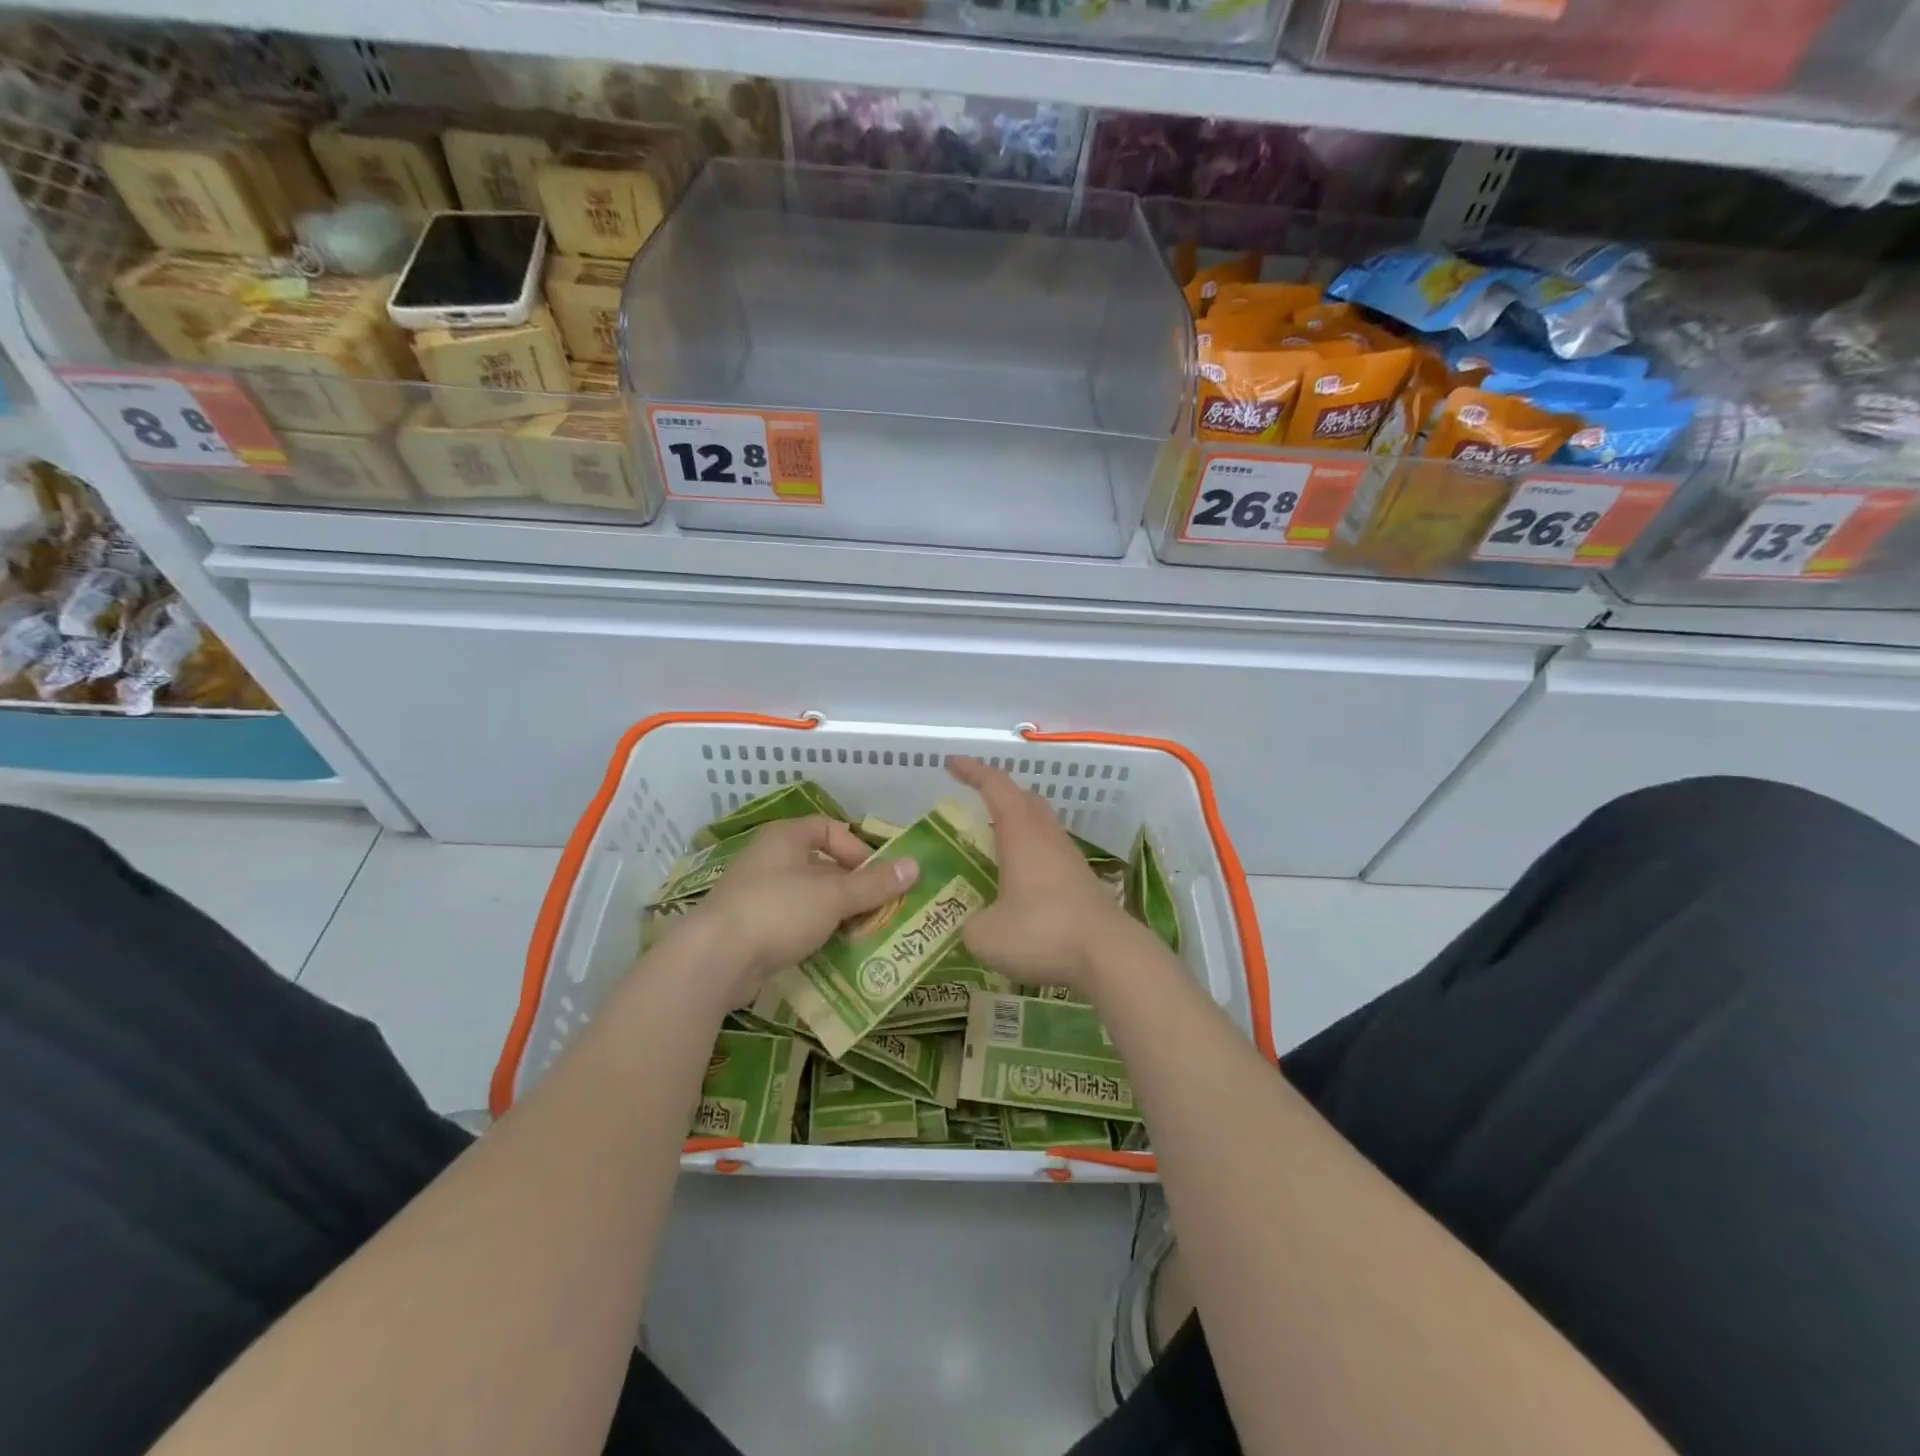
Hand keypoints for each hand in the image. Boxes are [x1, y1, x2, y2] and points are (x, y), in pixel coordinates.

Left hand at [666, 817, 918, 1011]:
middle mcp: (769, 860)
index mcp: (785, 839)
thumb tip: (915, 866)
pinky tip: (831, 953)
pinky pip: (791, 924)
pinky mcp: (750, 930)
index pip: (828, 828)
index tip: (876, 875)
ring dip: (835, 914)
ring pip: (808, 898)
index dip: (856, 848)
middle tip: (878, 910)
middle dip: (851, 887)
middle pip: (821, 866)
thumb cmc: (778, 911)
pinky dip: (813, 934)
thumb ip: (874, 884)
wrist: (715, 959)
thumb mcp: (834, 896)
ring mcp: (756, 895)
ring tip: (862, 934)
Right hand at [948, 756, 1141, 994]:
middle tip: (975, 803)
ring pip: (1041, 825)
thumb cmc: (1042, 933)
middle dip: (999, 793)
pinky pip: (1051, 853)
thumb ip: (971, 923)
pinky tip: (1020, 881)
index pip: (995, 786)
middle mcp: (1047, 837)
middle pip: (1024, 799)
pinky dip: (1031, 854)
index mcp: (1021, 834)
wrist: (1110, 956)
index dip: (972, 771)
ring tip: (993, 845)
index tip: (952, 763)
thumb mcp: (986, 935)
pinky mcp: (1082, 882)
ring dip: (1017, 825)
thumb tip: (974, 924)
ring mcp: (1069, 858)